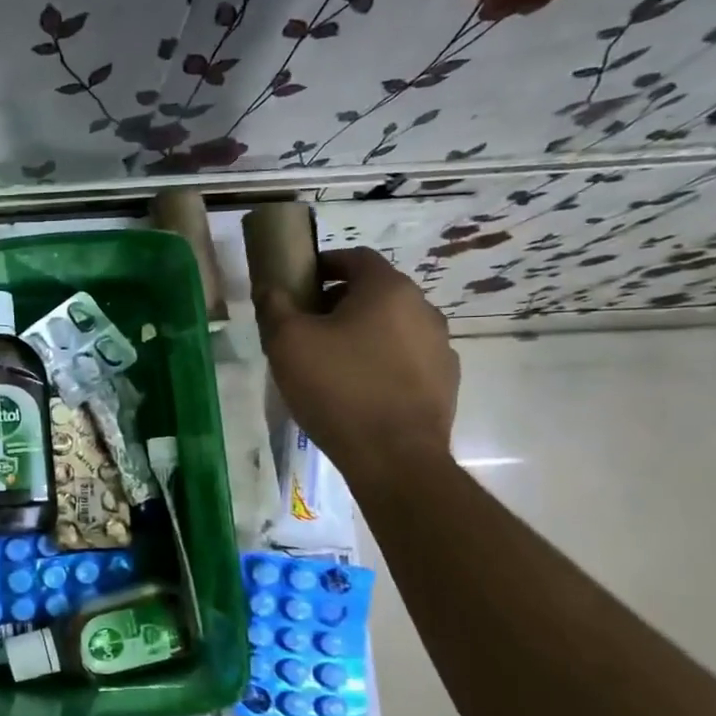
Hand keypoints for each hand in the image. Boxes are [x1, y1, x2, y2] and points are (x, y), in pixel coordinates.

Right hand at [256, 246, 459, 488]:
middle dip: (340, 303)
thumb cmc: (337, 389)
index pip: (356, 258)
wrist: (394, 457)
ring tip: (332, 363)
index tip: (300, 284)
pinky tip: (359, 390)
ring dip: (363, 334)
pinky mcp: (445, 382)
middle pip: (375, 292)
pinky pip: (407, 359)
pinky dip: (382, 363)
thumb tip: (269, 287)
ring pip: (392, 327)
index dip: (325, 265)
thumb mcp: (287, 343)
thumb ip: (274, 306)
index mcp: (388, 289)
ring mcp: (441, 347)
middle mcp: (423, 309)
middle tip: (307, 328)